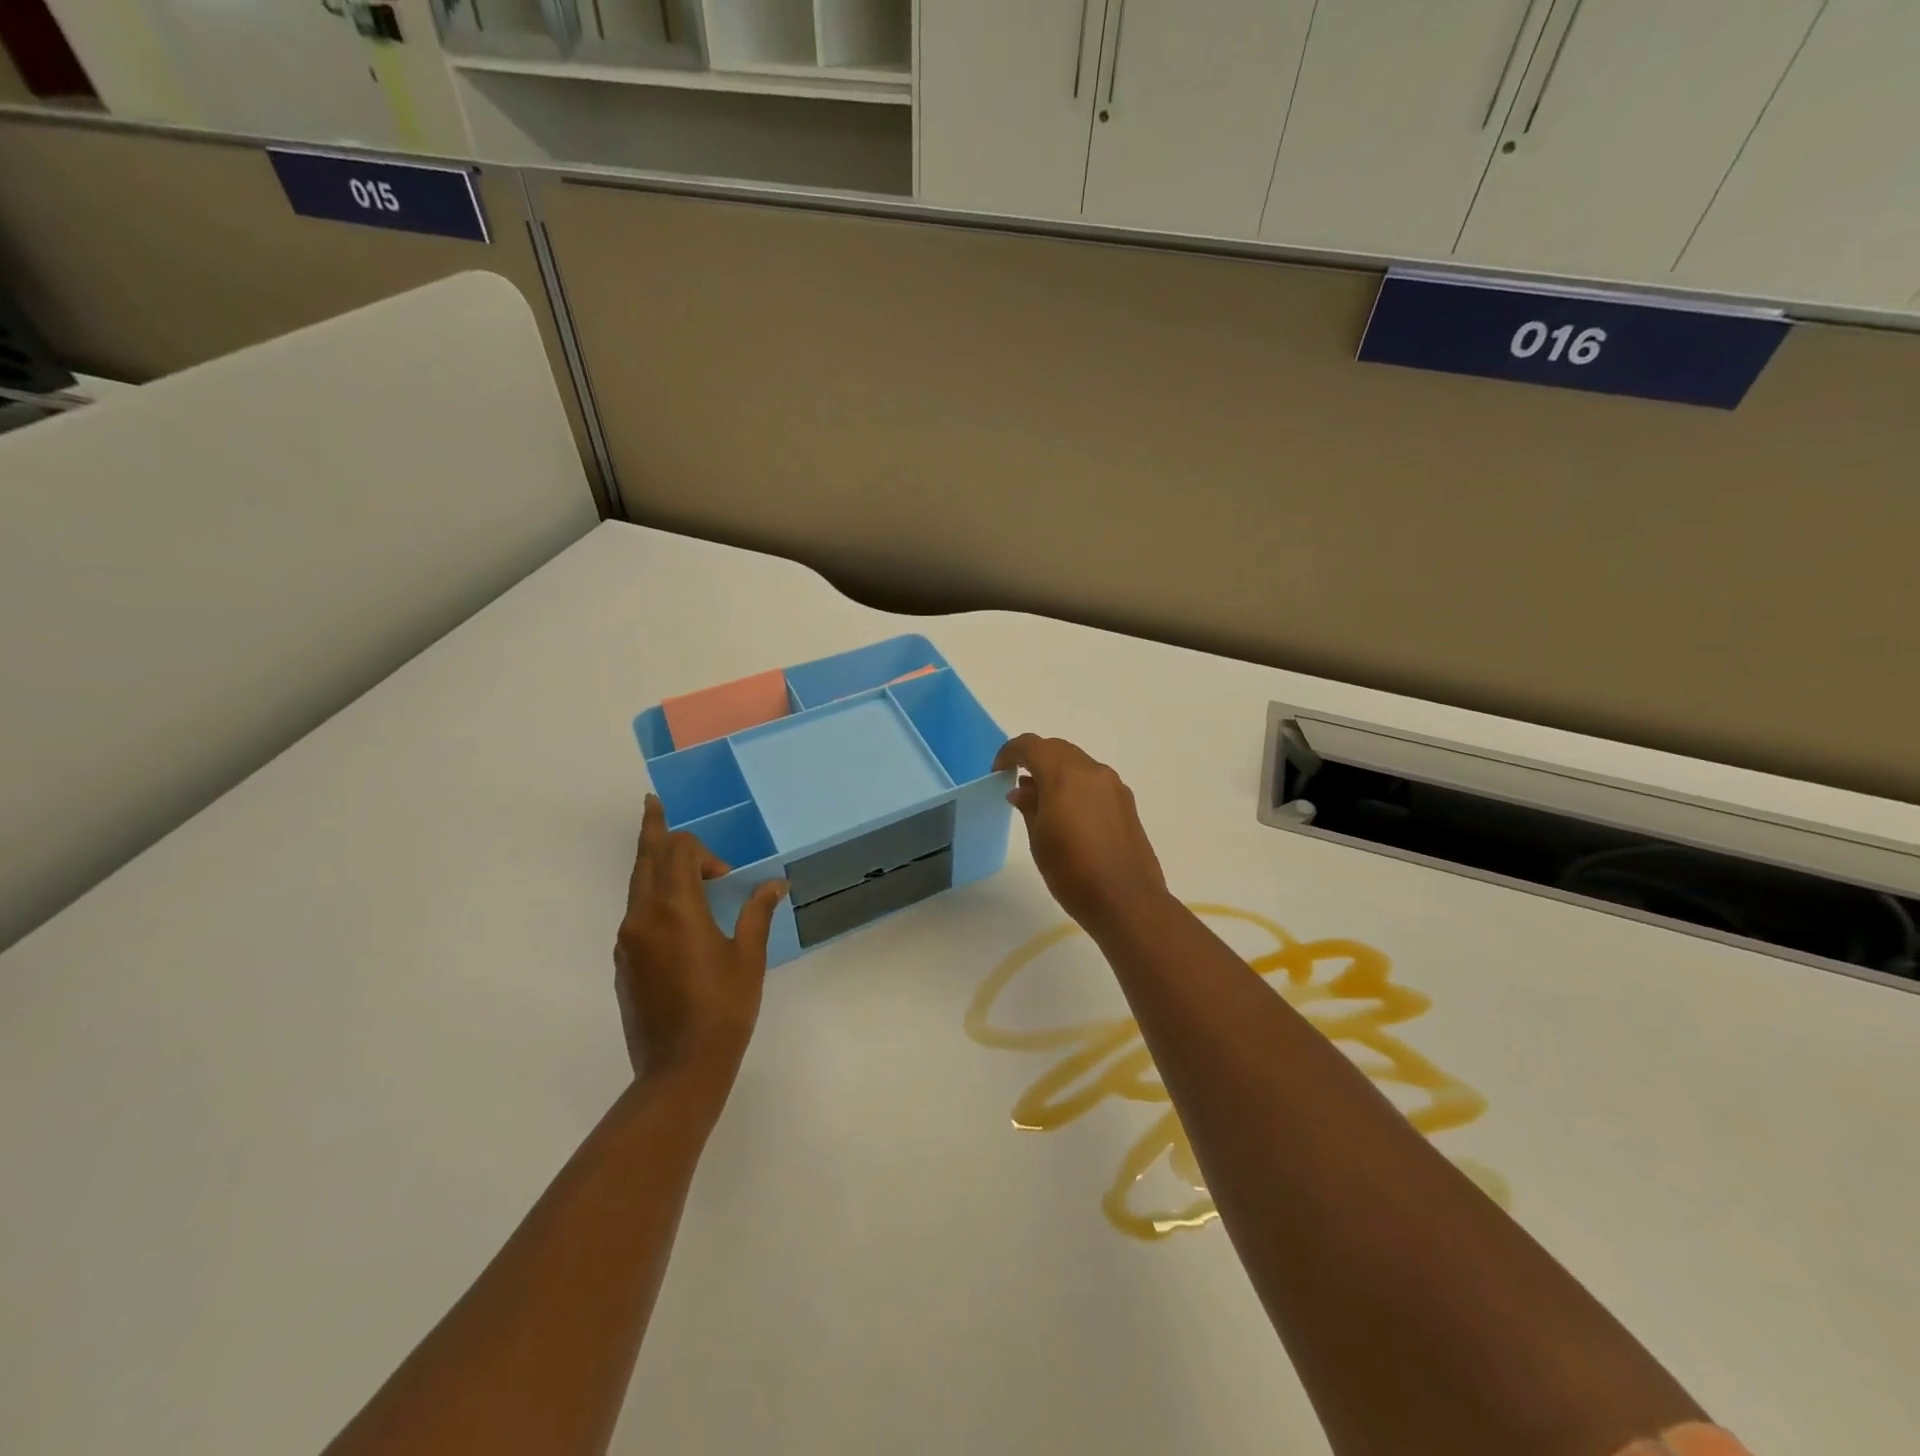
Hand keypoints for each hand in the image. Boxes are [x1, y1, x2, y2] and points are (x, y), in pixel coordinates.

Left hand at [614, 795, 787, 1089]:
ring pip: (636, 885)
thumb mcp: (748, 957)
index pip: (678, 852)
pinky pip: (636, 912)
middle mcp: (642, 917)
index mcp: (675, 910)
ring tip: (667, 850)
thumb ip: (757, 912)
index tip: (728, 876)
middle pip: (645, 859)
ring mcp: (628, 940)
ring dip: (654, 864)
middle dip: (654, 830)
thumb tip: (775, 883)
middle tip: (653, 803)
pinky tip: (674, 912)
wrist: (678, 1069)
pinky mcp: (623, 962)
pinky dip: (652, 895)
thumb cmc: (723, 1009)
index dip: (704, 853)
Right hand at [992, 734, 1167, 930]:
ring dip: (1056, 771)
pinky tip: (1068, 813)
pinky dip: (1075, 784)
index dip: (1010, 752)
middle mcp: (1092, 771)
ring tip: (1041, 800)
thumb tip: (1022, 790)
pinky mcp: (1126, 801)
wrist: (1126, 901)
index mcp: (1064, 776)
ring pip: (1078, 762)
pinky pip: (1094, 780)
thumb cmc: (1073, 873)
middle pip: (1057, 749)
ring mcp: (1113, 785)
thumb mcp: (1040, 840)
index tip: (998, 771)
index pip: (1031, 745)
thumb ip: (1030, 806)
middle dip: (1034, 758)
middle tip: (1017, 782)